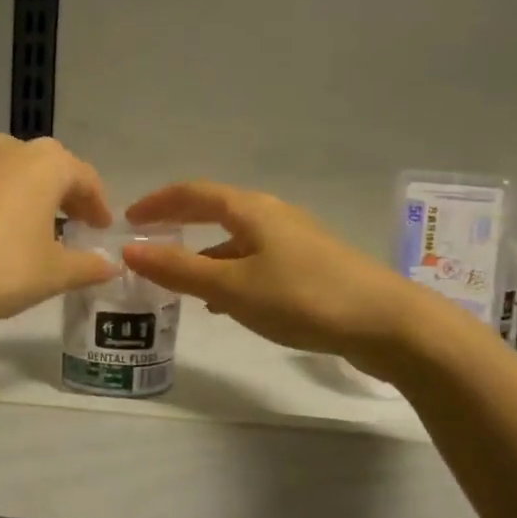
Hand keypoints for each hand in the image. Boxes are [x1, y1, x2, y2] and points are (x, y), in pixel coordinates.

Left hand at [0, 136, 117, 326]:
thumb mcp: (52, 273)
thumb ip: (87, 267)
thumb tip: (110, 266)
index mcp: (47, 163)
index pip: (85, 177)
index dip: (99, 204)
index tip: (103, 228)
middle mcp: (12, 150)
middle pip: (50, 166)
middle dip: (67, 194)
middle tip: (76, 223)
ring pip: (16, 171)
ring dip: (32, 193)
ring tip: (37, 225)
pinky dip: (2, 200)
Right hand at [122, 181, 418, 357]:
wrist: (387, 324)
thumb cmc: (303, 297)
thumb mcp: (233, 286)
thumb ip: (179, 269)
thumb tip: (129, 249)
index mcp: (251, 210)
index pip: (193, 193)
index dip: (158, 203)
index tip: (128, 217)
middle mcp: (273, 216)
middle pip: (216, 211)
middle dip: (179, 224)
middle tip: (148, 241)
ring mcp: (295, 241)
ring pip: (236, 239)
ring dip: (204, 253)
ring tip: (178, 279)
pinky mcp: (310, 267)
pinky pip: (255, 261)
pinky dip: (230, 273)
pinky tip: (225, 303)